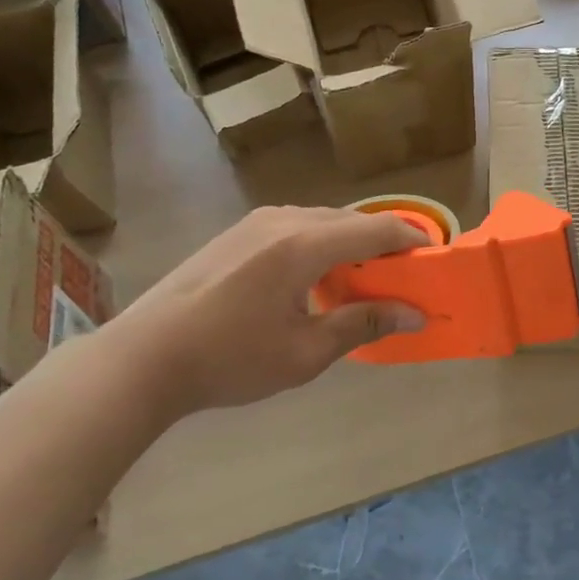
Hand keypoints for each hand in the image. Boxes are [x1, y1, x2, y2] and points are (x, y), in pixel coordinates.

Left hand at [110, 206, 427, 417]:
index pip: (376, 229)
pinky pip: (297, 225)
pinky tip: (317, 276)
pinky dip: (322, 242)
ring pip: (323, 220)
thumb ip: (363, 324)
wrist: (144, 357)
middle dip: (383, 243)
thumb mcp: (305, 352)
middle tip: (403, 275)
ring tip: (363, 278)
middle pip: (351, 221)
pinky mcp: (238, 232)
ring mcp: (256, 222)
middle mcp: (284, 220)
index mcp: (304, 245)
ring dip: (351, 242)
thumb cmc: (230, 360)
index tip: (434, 259)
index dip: (411, 240)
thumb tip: (415, 314)